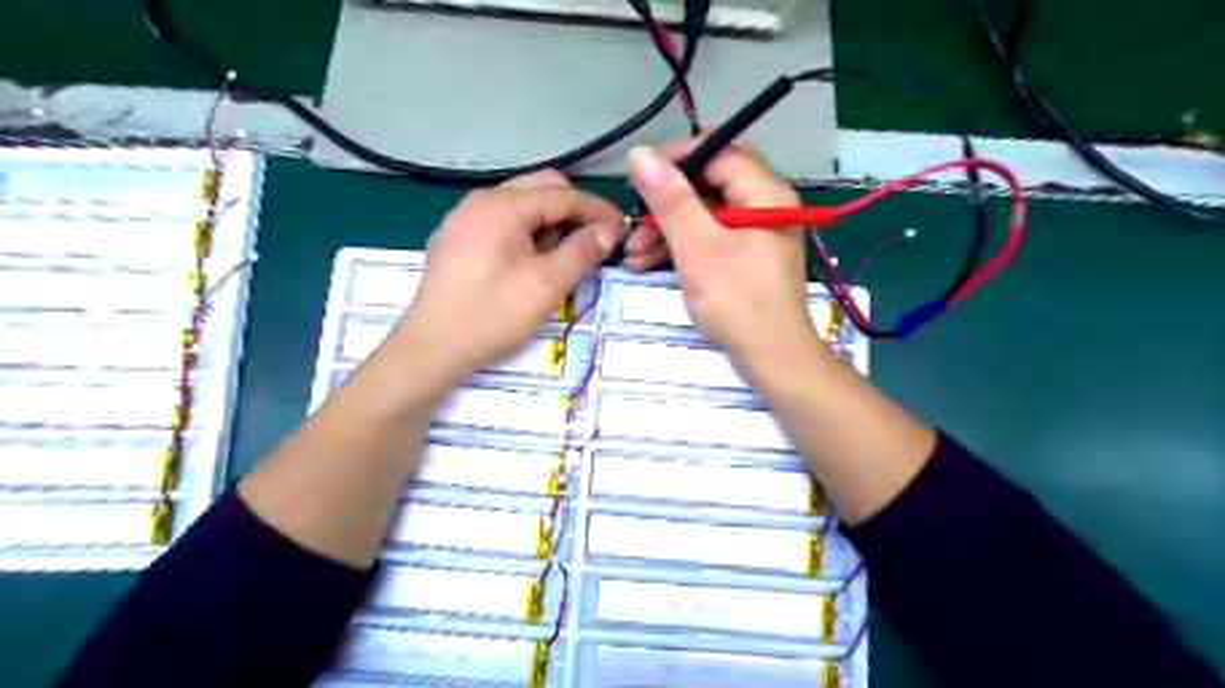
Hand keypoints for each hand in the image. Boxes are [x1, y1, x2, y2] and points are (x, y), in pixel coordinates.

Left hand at [394, 166, 621, 377]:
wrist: (431, 349)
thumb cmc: (492, 315)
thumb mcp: (546, 285)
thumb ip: (582, 251)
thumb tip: (610, 230)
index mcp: (502, 205)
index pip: (563, 194)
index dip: (598, 210)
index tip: (623, 230)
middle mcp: (481, 201)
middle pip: (541, 189)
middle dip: (574, 212)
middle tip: (594, 244)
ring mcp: (465, 219)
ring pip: (522, 206)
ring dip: (551, 224)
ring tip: (564, 258)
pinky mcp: (459, 240)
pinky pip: (503, 223)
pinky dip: (528, 234)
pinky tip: (533, 263)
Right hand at [625, 143, 815, 367]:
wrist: (772, 358)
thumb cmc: (737, 302)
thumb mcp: (697, 248)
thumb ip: (670, 200)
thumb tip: (640, 154)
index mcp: (765, 192)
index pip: (718, 152)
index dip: (675, 159)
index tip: (638, 177)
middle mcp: (766, 204)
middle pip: (709, 184)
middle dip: (665, 205)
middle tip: (633, 226)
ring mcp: (758, 231)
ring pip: (705, 214)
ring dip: (667, 230)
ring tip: (633, 255)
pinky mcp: (748, 256)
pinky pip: (712, 237)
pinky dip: (683, 246)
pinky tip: (650, 262)